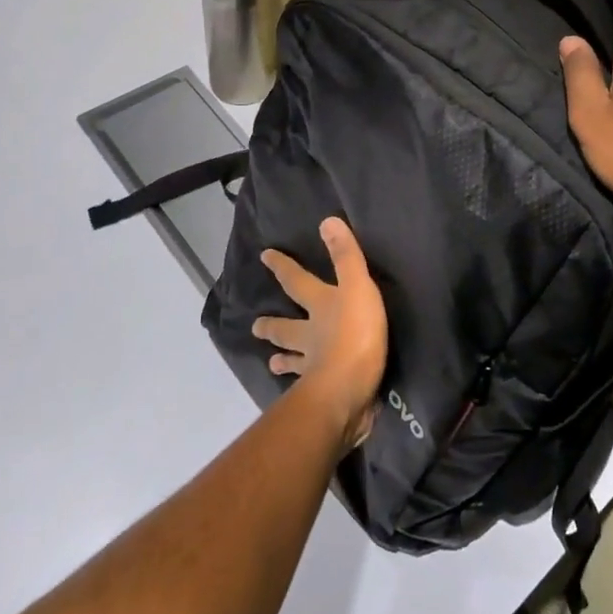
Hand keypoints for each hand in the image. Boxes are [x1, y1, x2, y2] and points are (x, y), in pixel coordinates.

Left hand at [253, 218, 388, 448]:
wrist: (348, 390)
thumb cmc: (355, 333)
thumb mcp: (357, 287)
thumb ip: (346, 256)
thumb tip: (327, 221)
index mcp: (320, 305)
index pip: (297, 281)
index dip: (283, 267)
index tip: (264, 256)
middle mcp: (311, 334)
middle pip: (287, 327)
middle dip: (272, 325)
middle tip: (255, 326)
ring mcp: (313, 366)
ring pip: (294, 359)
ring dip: (283, 359)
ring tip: (272, 363)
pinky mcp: (323, 392)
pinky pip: (309, 386)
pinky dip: (304, 385)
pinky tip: (301, 391)